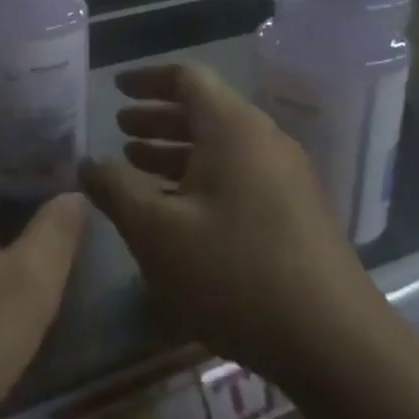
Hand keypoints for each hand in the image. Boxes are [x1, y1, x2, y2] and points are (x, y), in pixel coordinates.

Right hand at [80, 63, 379, 388]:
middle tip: (118, 129)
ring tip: (135, 165)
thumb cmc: (233, 272)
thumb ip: (115, 189)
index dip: (147, 79)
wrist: (332, 341)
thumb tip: (87, 163)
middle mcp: (264, 141)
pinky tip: (175, 209)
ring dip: (175, 151)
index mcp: (233, 129)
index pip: (187, 78)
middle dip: (156, 118)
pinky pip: (238, 176)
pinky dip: (200, 178)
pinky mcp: (294, 212)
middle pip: (205, 111)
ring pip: (221, 147)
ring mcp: (285, 177)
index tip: (115, 87)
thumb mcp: (156, 230)